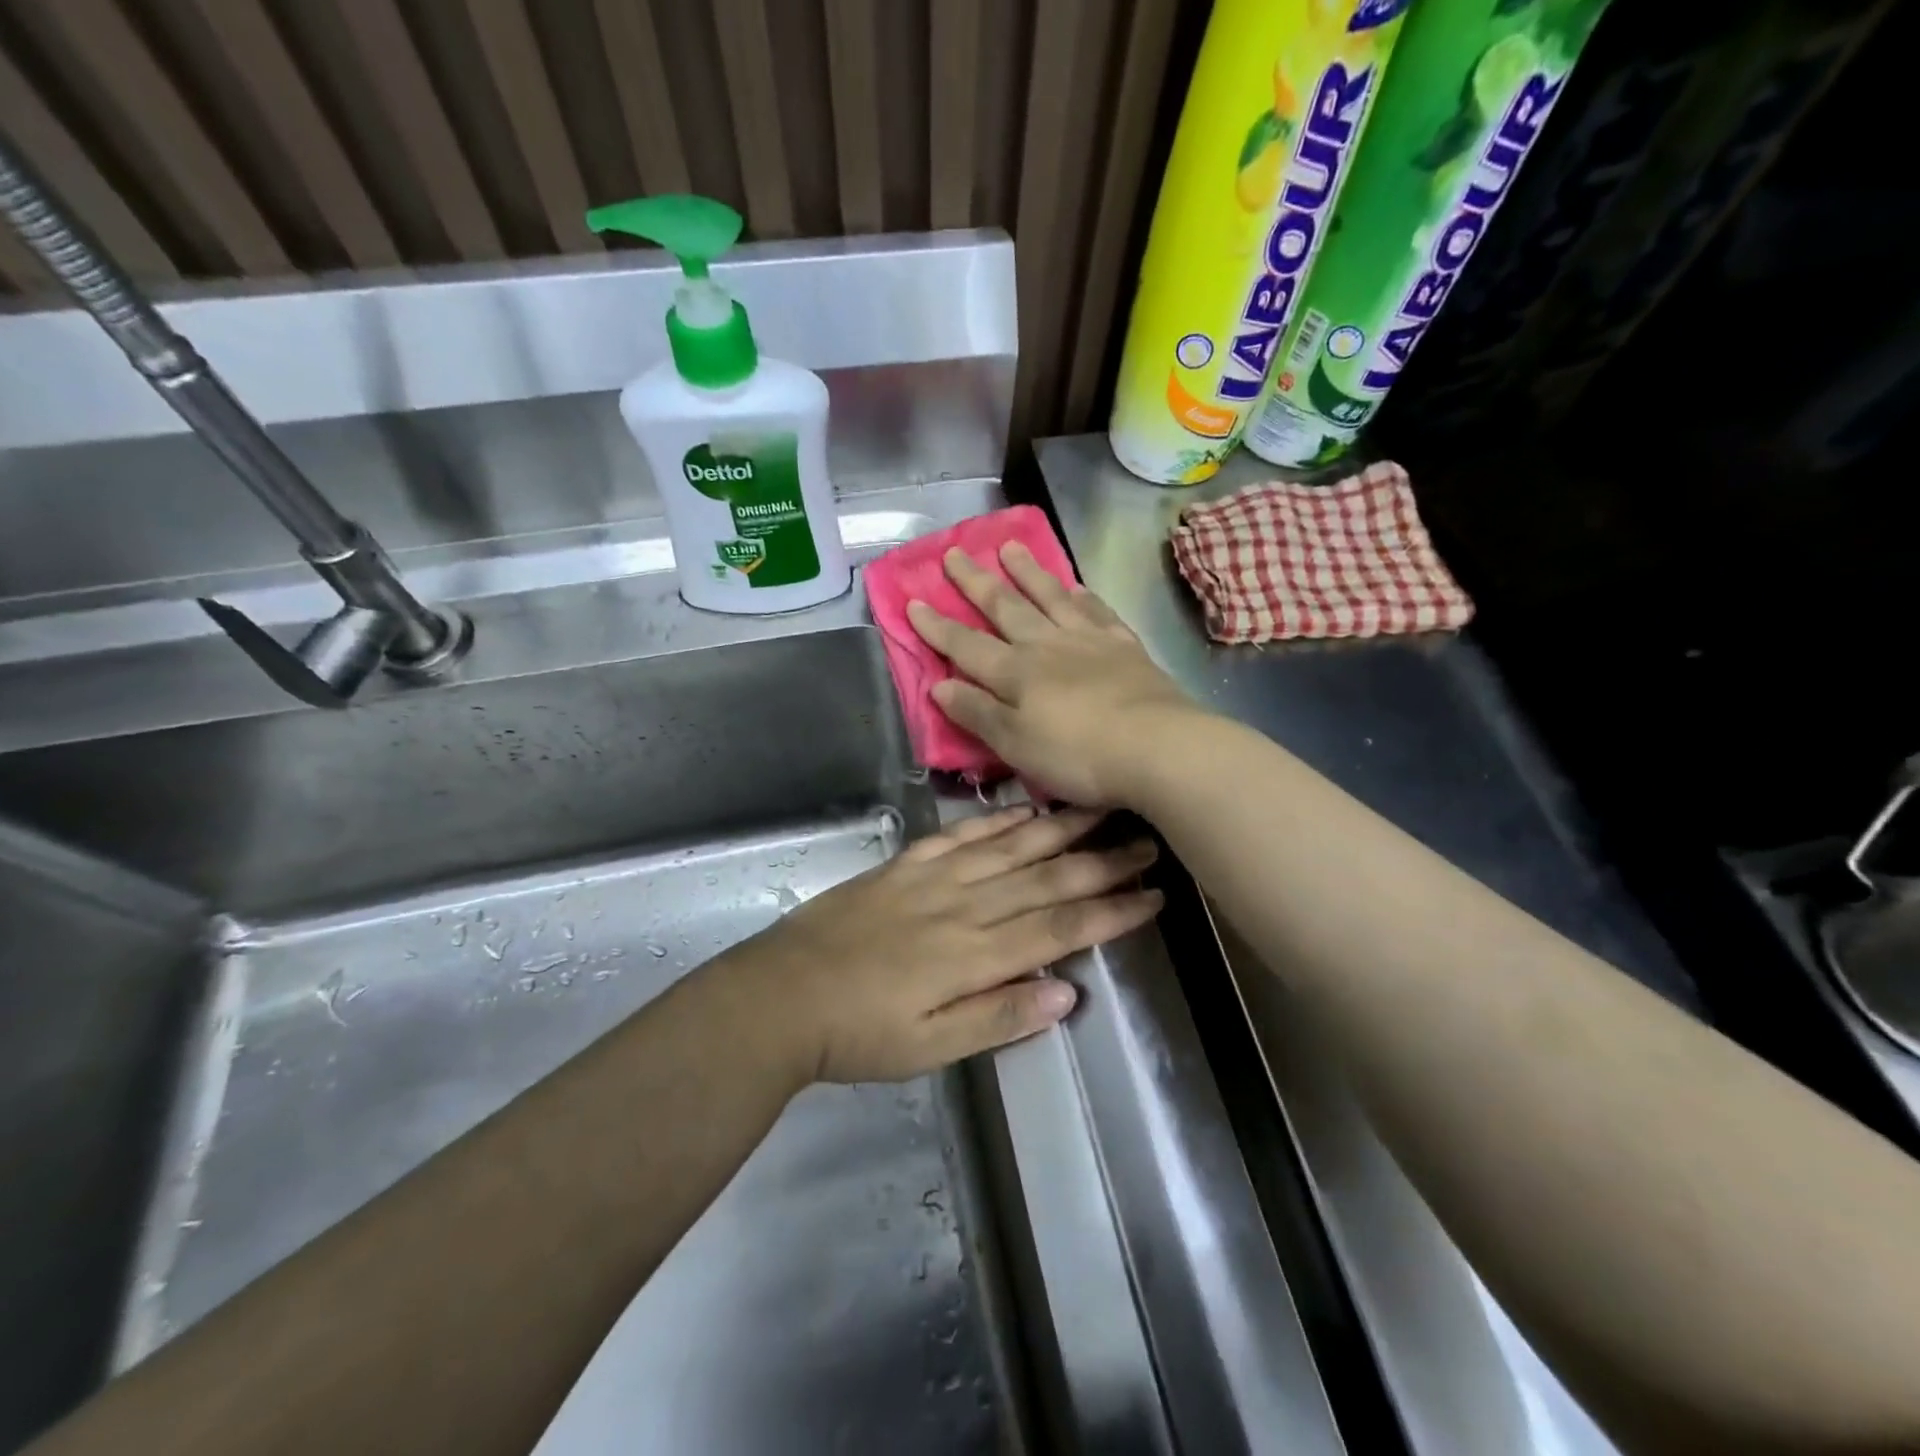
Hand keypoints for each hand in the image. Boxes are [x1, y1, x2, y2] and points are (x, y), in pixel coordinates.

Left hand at [729, 805, 1160, 1083]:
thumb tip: (1068, 993)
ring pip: (1010, 847)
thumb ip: (999, 1017)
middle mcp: (964, 906)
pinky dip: (996, 821)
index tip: (1153, 896)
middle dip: (1101, 862)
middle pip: (1045, 878)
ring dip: (1059, 829)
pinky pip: (960, 835)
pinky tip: (1023, 810)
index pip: (1060, 928)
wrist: (783, 994)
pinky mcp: (905, 865)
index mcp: (975, 954)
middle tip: (1146, 843)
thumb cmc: (860, 1033)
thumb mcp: (931, 1048)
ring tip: (1100, 810)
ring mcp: (933, 878)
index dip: (1110, 911)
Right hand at [906, 543, 1202, 806]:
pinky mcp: (1125, 648)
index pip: (965, 645)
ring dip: (1027, 573)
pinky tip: (1076, 586)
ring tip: (1009, 547)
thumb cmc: (1078, 755)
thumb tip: (938, 685)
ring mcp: (1089, 641)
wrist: (1158, 748)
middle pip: (1005, 608)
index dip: (937, 626)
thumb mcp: (1015, 745)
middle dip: (975, 583)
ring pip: (1050, 598)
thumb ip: (977, 713)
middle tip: (955, 553)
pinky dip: (1082, 596)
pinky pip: (1097, 612)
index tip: (913, 601)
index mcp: (1015, 673)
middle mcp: (1047, 646)